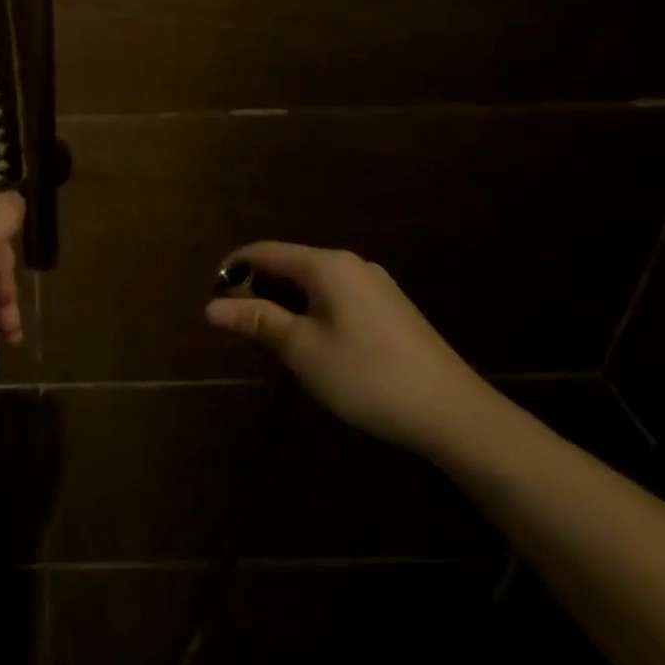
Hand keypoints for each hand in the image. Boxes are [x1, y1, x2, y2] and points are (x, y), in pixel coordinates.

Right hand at [204, 241, 484, 452]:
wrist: (453, 412)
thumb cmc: (367, 376)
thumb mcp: (302, 350)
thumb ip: (257, 322)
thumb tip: (211, 307)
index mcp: (327, 265)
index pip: (265, 252)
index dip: (233, 269)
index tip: (212, 298)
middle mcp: (351, 264)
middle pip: (289, 264)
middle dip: (258, 289)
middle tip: (237, 327)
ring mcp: (375, 285)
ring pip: (313, 283)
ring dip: (284, 303)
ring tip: (268, 339)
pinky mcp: (390, 309)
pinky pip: (336, 297)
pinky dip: (311, 311)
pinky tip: (312, 344)